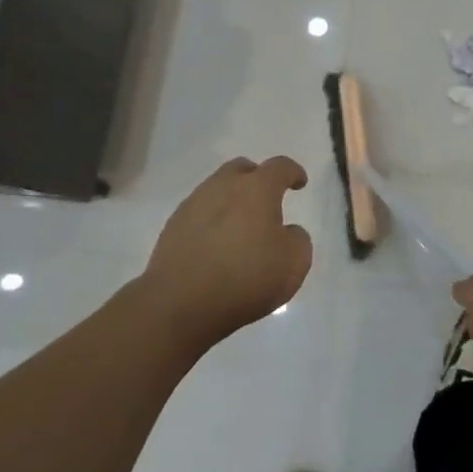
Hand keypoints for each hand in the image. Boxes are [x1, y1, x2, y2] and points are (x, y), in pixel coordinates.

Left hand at [141, 157, 313, 349]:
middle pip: (242, 169)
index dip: (293, 172)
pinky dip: (212, 222)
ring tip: (240, 227)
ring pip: (217, 190)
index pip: (280, 167)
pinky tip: (216, 245)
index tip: (300, 183)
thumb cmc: (246, 279)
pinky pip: (199, 213)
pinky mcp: (172, 227)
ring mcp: (193, 205)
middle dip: (257, 178)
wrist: (180, 304)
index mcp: (257, 189)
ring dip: (231, 201)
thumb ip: (297, 239)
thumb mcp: (294, 263)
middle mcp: (223, 187)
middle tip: (266, 200)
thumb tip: (286, 232)